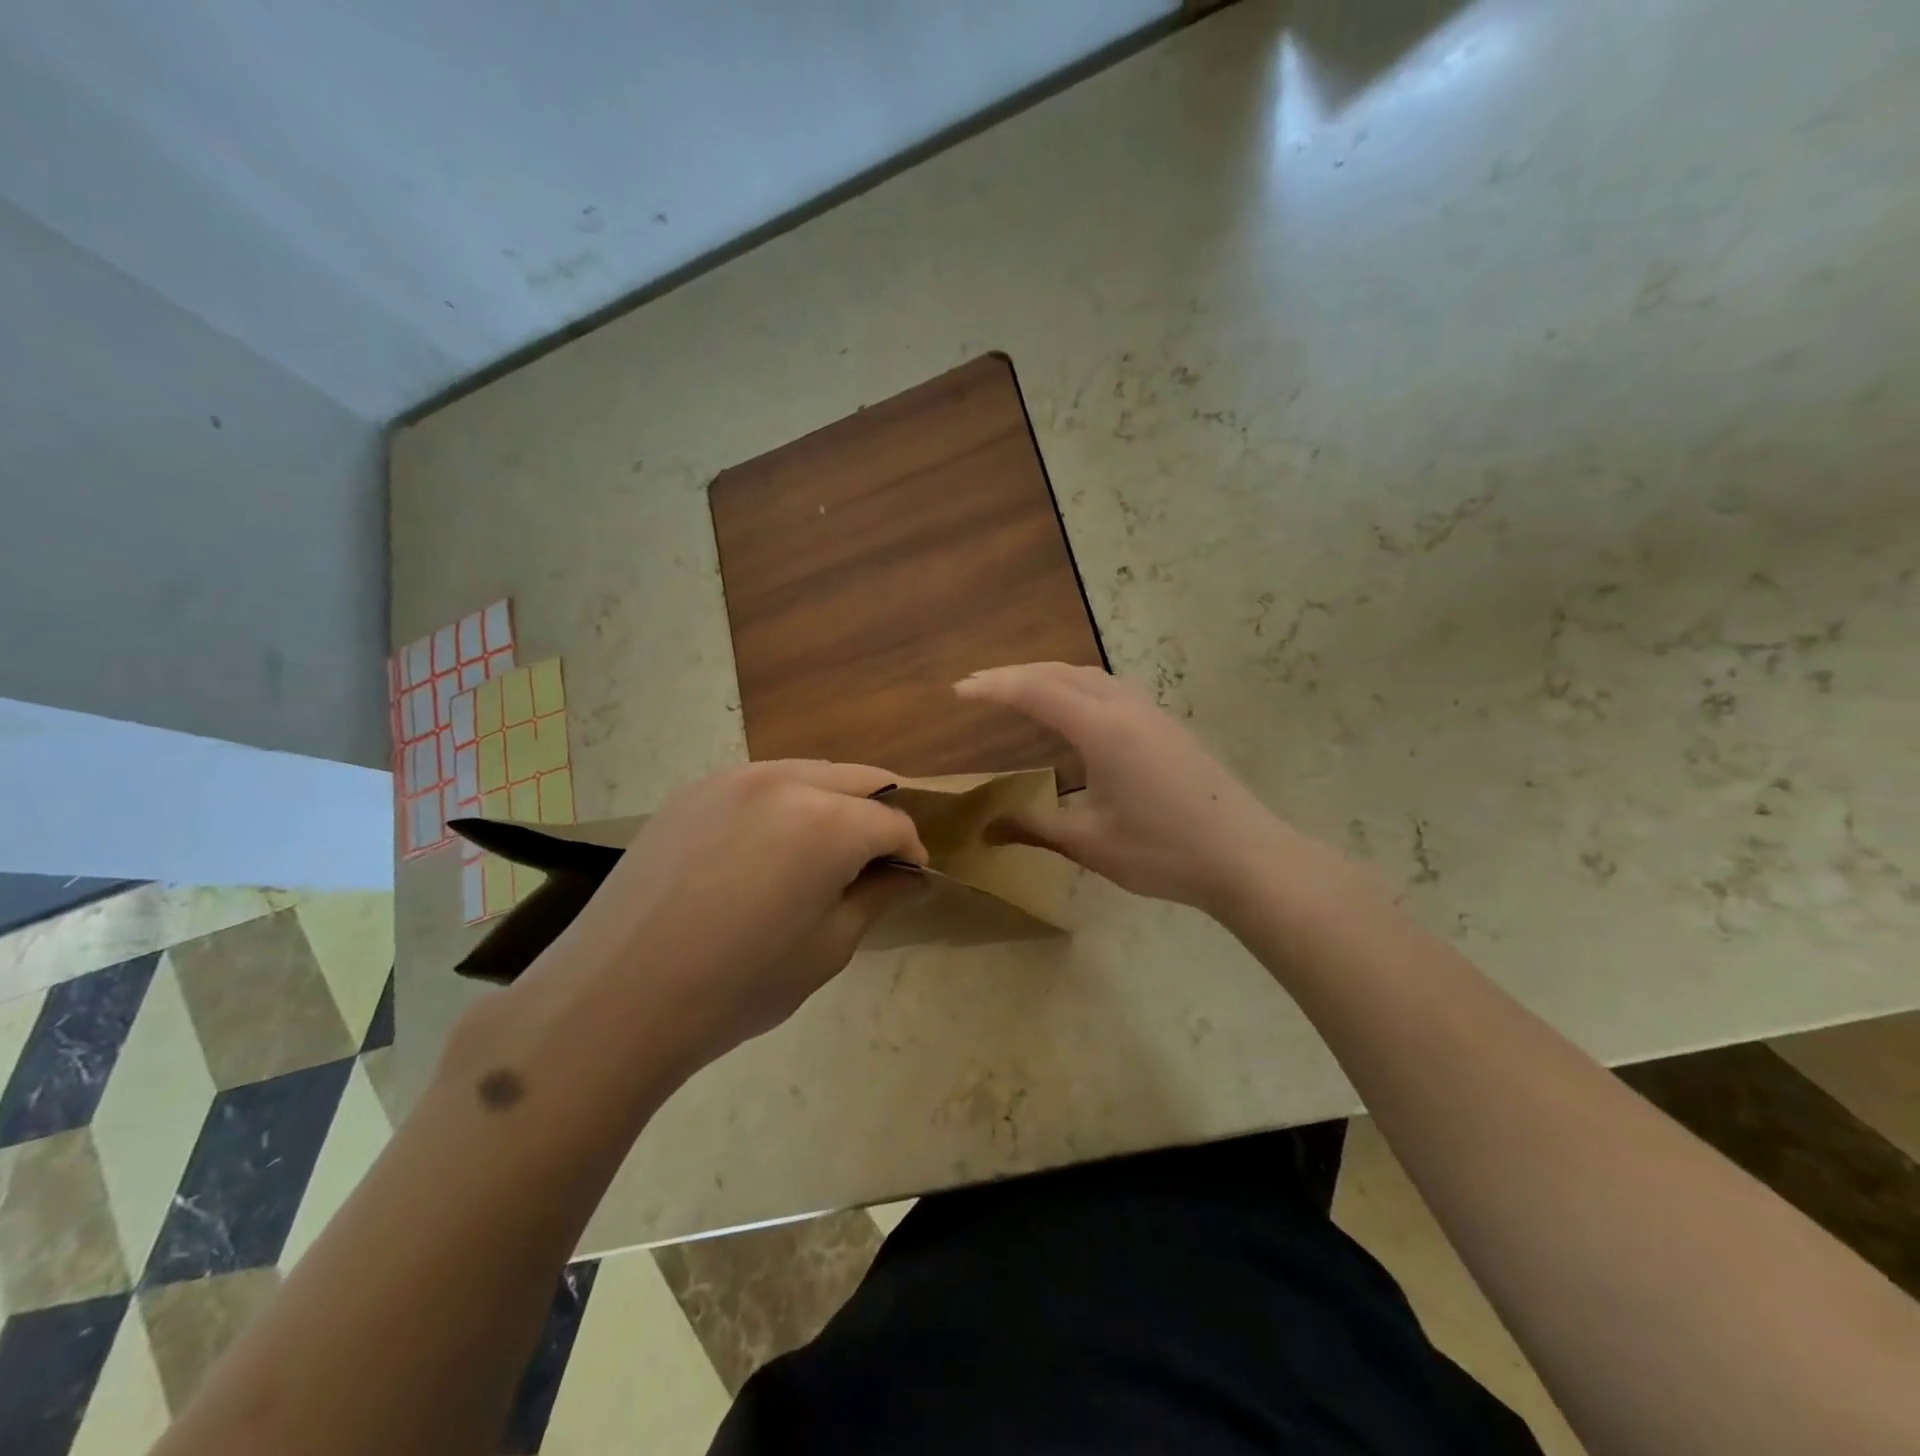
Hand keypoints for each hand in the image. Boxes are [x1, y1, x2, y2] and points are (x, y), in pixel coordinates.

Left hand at [527, 761, 927, 1070]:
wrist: (614, 998)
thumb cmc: (737, 986)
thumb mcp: (828, 949)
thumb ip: (875, 898)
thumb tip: (907, 876)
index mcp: (829, 822)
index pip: (894, 823)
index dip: (910, 852)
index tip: (907, 880)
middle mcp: (786, 781)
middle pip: (859, 780)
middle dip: (878, 816)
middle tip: (871, 862)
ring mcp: (734, 777)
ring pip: (810, 773)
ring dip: (832, 804)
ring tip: (819, 854)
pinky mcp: (694, 789)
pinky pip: (761, 783)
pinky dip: (784, 804)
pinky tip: (764, 850)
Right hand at [954, 663, 1287, 915]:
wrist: (1246, 857)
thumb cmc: (1163, 852)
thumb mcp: (1090, 843)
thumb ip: (1035, 828)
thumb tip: (987, 829)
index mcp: (1102, 729)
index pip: (1036, 691)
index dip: (993, 688)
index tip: (957, 691)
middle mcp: (1125, 707)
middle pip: (1061, 673)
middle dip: (1014, 674)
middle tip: (976, 685)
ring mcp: (1151, 713)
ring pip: (1089, 676)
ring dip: (1048, 675)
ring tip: (1017, 688)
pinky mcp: (1166, 725)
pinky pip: (1110, 687)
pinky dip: (1076, 685)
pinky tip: (1074, 709)